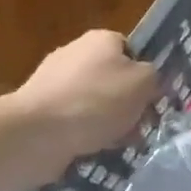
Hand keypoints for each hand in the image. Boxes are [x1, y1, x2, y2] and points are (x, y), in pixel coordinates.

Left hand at [12, 29, 159, 159]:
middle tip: (137, 127)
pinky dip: (80, 136)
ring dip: (104, 124)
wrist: (35, 134)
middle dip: (125, 104)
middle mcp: (75, 53)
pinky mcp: (36, 112)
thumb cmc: (97, 100)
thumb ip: (154, 78)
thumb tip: (149, 83)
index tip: (152, 101)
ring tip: (115, 146)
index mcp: (101, 39)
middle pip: (111, 79)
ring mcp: (51, 82)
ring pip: (91, 104)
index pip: (132, 52)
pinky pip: (69, 123)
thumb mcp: (144, 83)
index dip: (145, 76)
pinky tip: (89, 152)